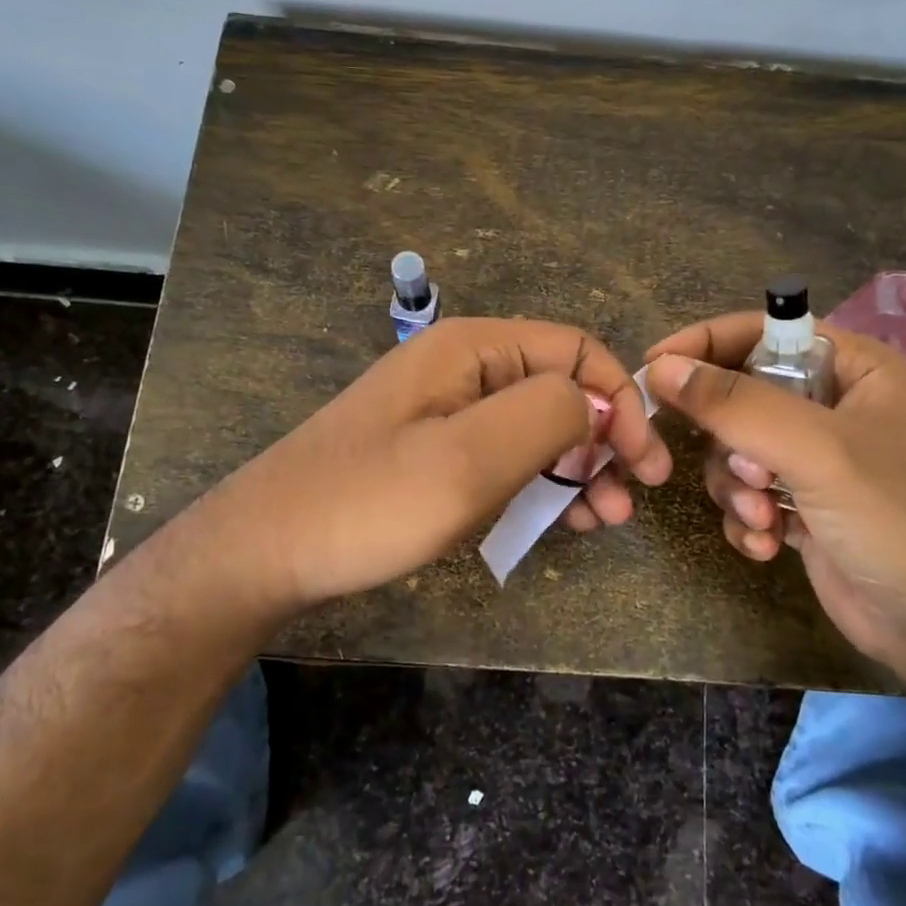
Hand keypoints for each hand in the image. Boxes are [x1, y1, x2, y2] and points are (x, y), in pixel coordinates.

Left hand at [186, 318, 670, 609]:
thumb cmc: (367, 504)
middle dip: (605, 442)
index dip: (620, 402)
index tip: (643, 466)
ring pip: (538, 429)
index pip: (576, 352)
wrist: (263, 555)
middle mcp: (465, 369)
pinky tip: (562, 521)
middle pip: (561, 390)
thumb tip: (600, 404)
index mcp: (473, 349)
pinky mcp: (436, 453)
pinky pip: (506, 458)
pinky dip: (541, 486)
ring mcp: (448, 413)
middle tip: (627, 504)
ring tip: (603, 521)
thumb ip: (545, 415)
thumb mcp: (466, 459)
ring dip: (579, 470)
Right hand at [644, 313, 905, 685]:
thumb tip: (661, 367)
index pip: (762, 332)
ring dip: (736, 487)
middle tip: (744, 474)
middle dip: (730, 442)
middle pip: (740, 394)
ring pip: (734, 449)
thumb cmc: (897, 520)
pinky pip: (745, 493)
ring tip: (762, 517)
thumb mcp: (817, 451)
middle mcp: (832, 405)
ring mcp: (815, 459)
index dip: (705, 345)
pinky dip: (746, 517)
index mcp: (853, 368)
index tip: (653, 368)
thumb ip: (736, 404)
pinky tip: (767, 544)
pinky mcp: (801, 505)